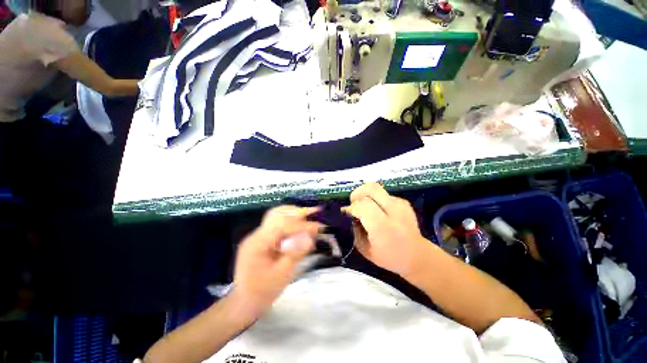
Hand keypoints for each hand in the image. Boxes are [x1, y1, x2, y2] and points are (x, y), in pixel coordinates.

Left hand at [232, 206, 321, 317]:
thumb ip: (296, 253)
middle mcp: (256, 235)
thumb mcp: (282, 274)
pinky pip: (277, 224)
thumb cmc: (263, 291)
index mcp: (257, 244)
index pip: (282, 226)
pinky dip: (290, 222)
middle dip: (297, 213)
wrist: (245, 301)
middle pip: (277, 214)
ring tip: (309, 215)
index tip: (318, 226)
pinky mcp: (262, 238)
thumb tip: (310, 238)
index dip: (301, 225)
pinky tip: (300, 225)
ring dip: (294, 214)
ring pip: (277, 216)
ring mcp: (258, 235)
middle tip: (314, 212)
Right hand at [344, 182, 427, 276]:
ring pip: (376, 188)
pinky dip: (376, 200)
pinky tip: (378, 211)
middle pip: (370, 188)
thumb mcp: (365, 249)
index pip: (362, 205)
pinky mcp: (403, 202)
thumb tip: (349, 215)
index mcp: (382, 226)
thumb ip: (354, 230)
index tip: (346, 214)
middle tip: (354, 203)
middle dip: (357, 193)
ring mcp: (400, 204)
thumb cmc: (389, 257)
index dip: (350, 207)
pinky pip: (383, 194)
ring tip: (365, 208)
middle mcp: (393, 211)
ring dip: (366, 196)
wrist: (418, 256)